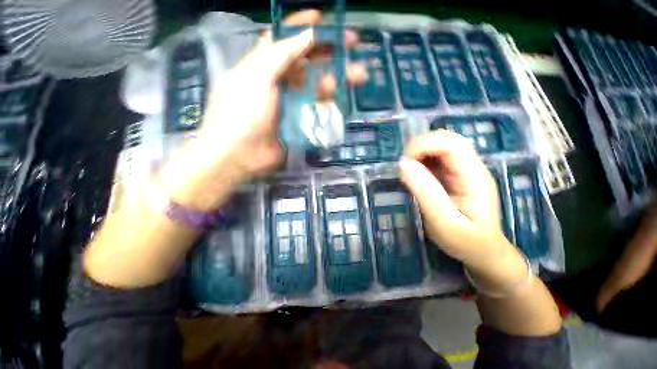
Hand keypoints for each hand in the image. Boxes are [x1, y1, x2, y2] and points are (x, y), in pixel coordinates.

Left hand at [158, 11, 364, 210]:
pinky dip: (329, 101)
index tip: (325, 20)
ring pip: (316, 85)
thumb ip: (281, 54)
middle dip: (329, 51)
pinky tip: (339, 97)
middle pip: (307, 61)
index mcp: (264, 64)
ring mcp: (291, 103)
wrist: (241, 155)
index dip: (304, 27)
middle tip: (353, 45)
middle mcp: (279, 81)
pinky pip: (317, 107)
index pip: (286, 38)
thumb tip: (307, 34)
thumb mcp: (256, 77)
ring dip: (336, 77)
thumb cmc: (242, 113)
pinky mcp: (299, 121)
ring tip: (357, 76)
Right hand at [399, 130, 507, 266]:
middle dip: (419, 147)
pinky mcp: (453, 175)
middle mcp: (470, 167)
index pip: (451, 143)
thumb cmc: (466, 242)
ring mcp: (462, 170)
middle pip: (445, 139)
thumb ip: (425, 192)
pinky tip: (415, 176)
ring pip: (439, 146)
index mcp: (474, 176)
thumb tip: (403, 164)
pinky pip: (435, 159)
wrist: (484, 253)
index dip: (424, 145)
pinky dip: (420, 162)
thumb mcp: (444, 222)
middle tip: (404, 168)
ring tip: (407, 174)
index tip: (404, 163)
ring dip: (419, 154)